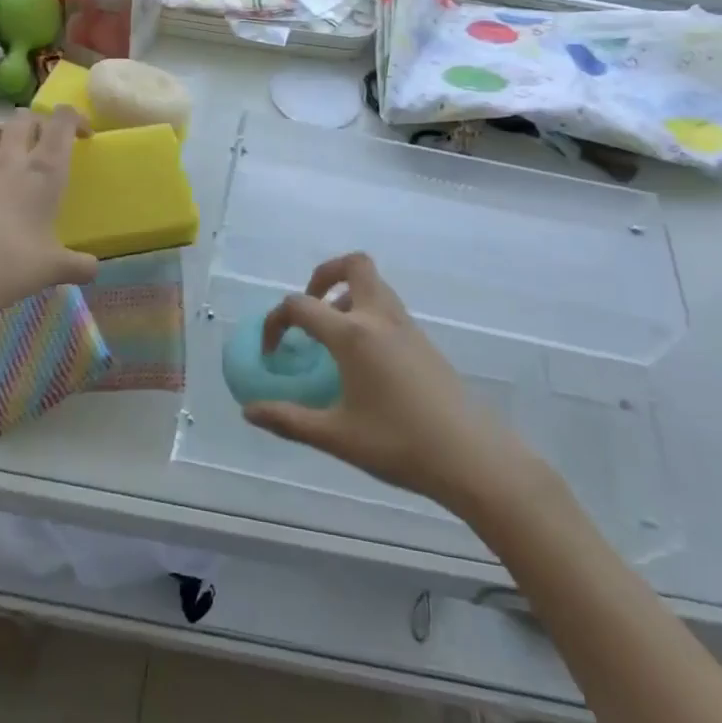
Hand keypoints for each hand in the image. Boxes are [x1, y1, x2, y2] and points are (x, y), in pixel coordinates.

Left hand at [0, 108, 97, 338]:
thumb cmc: (8, 265)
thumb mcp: (52, 269)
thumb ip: (78, 266)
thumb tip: (94, 269)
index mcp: (45, 172)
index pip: (61, 121)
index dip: (75, 118)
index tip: (84, 135)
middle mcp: (13, 159)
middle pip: (28, 117)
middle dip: (43, 122)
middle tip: (51, 145)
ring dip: (9, 129)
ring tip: (17, 151)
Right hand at [243, 253, 532, 514]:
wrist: (472, 457)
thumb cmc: (399, 444)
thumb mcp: (337, 436)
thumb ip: (288, 420)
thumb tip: (249, 411)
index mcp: (353, 334)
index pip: (301, 305)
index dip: (276, 321)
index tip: (272, 352)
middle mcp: (379, 317)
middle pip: (353, 265)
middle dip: (324, 275)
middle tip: (310, 308)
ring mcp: (407, 326)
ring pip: (375, 284)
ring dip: (347, 293)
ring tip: (332, 335)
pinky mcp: (424, 340)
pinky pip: (388, 306)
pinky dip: (368, 312)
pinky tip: (363, 358)